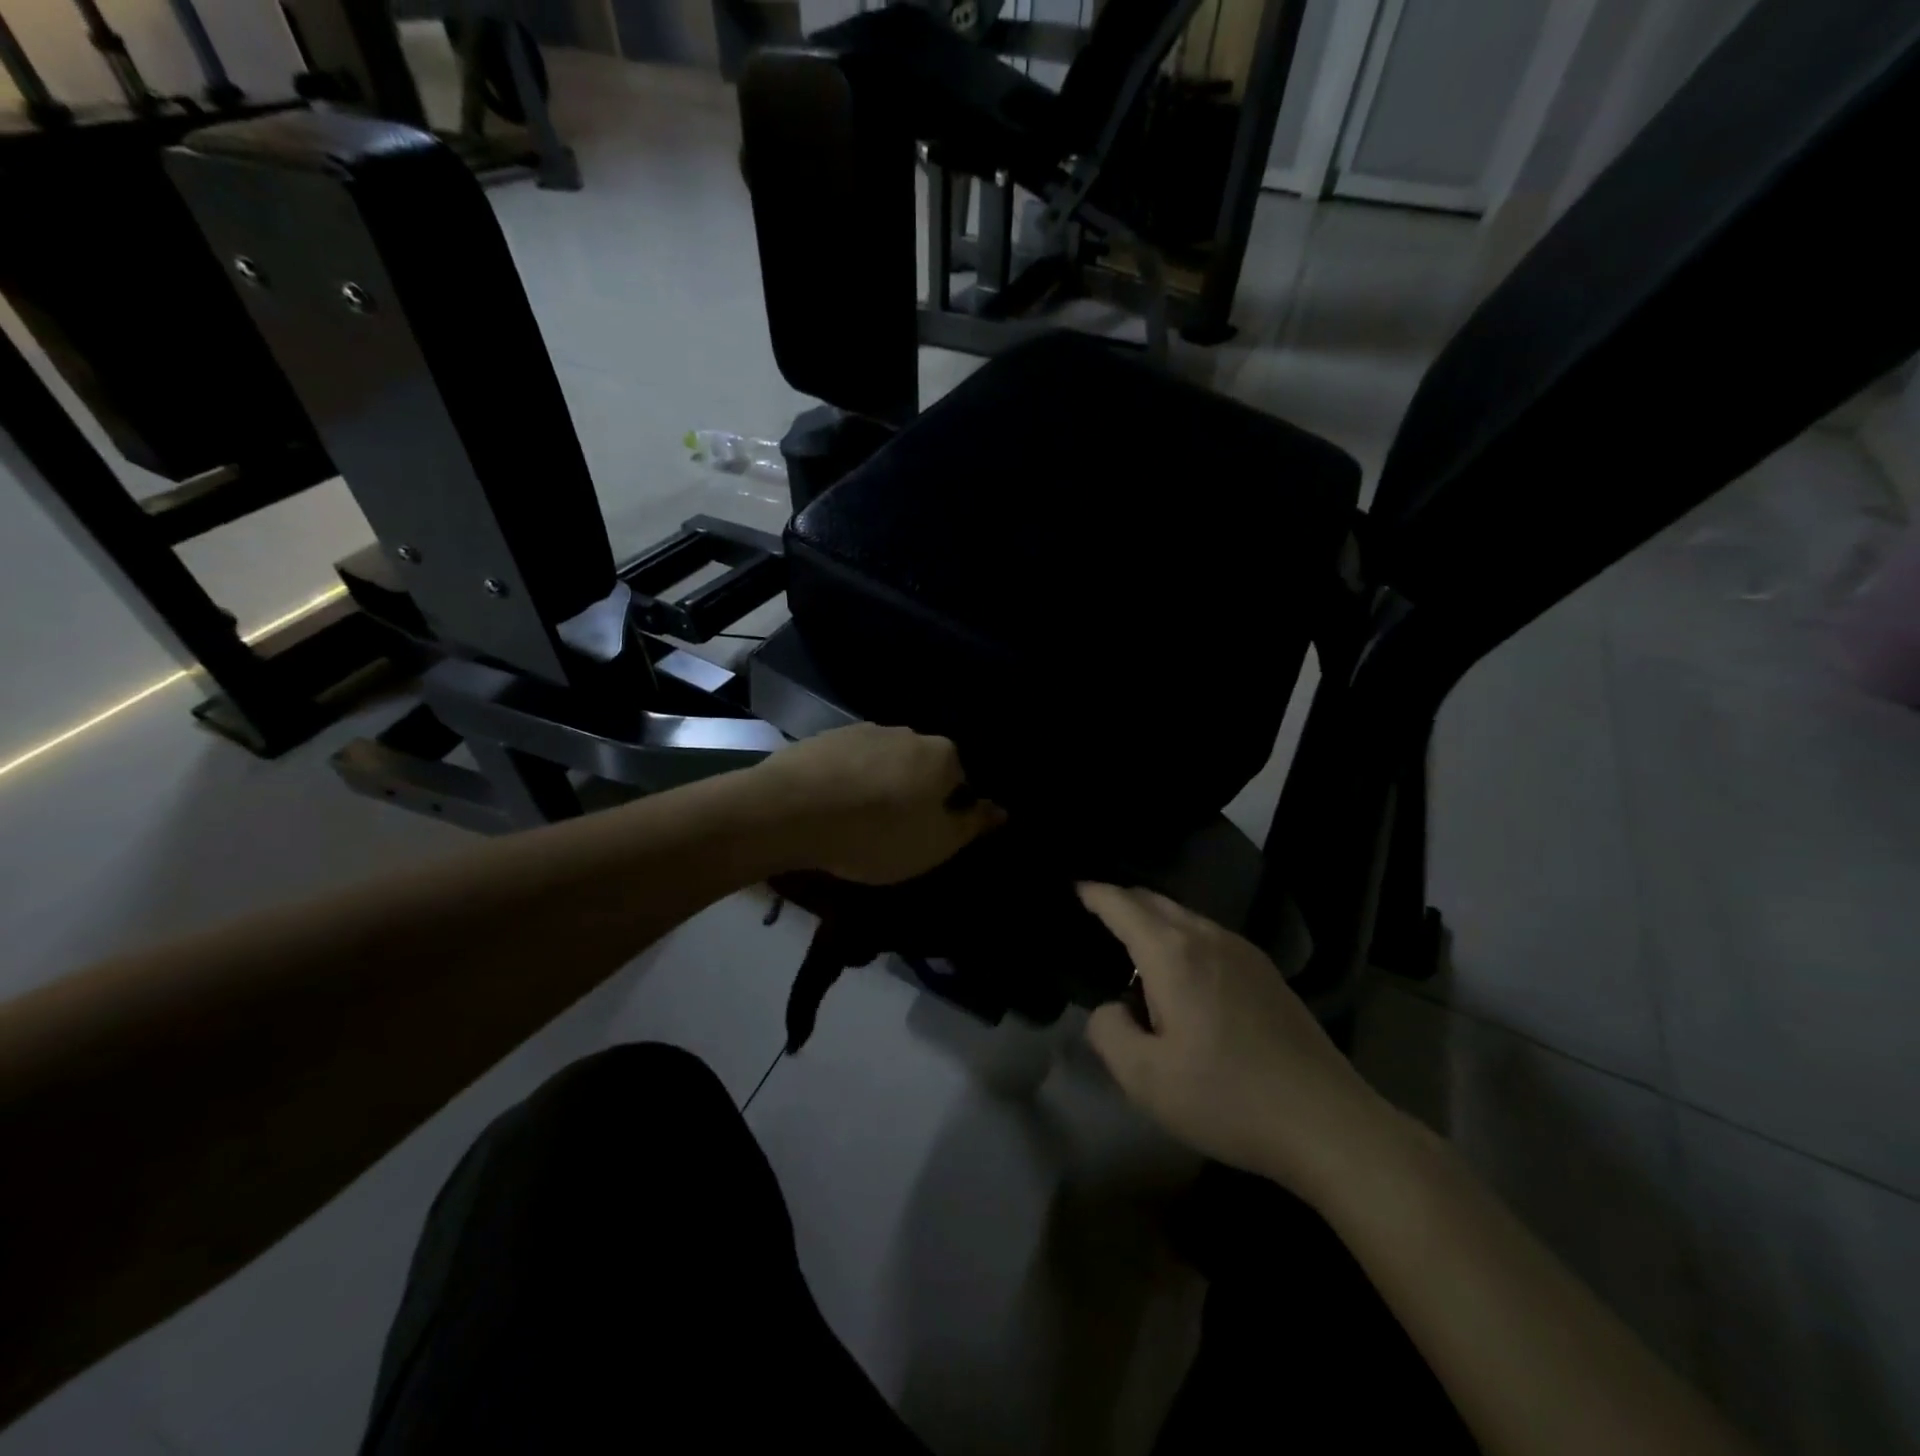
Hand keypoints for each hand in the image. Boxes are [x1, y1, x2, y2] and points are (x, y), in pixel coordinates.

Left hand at [752, 724, 1005, 883]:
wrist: (790, 810)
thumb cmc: (877, 834)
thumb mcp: (935, 844)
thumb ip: (971, 825)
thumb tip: (1000, 809)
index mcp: (941, 755)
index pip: (961, 781)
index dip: (948, 812)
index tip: (926, 838)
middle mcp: (907, 733)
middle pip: (921, 768)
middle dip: (913, 795)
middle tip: (893, 833)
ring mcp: (863, 730)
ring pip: (883, 763)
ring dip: (878, 787)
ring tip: (857, 822)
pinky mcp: (824, 737)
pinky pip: (848, 763)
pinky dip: (847, 782)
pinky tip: (831, 808)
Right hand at [1079, 883, 1394, 1200]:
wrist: (1328, 1123)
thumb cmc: (1227, 1098)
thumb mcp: (1145, 1079)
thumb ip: (1108, 1031)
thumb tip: (1112, 1007)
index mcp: (1173, 954)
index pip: (1122, 905)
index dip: (1094, 893)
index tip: (1072, 887)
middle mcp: (1208, 937)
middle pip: (1155, 900)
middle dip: (1121, 900)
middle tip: (1094, 914)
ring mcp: (1243, 952)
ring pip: (1184, 917)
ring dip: (1153, 920)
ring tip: (1131, 946)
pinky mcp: (1266, 972)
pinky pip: (1208, 936)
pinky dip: (1180, 937)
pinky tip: (1180, 974)